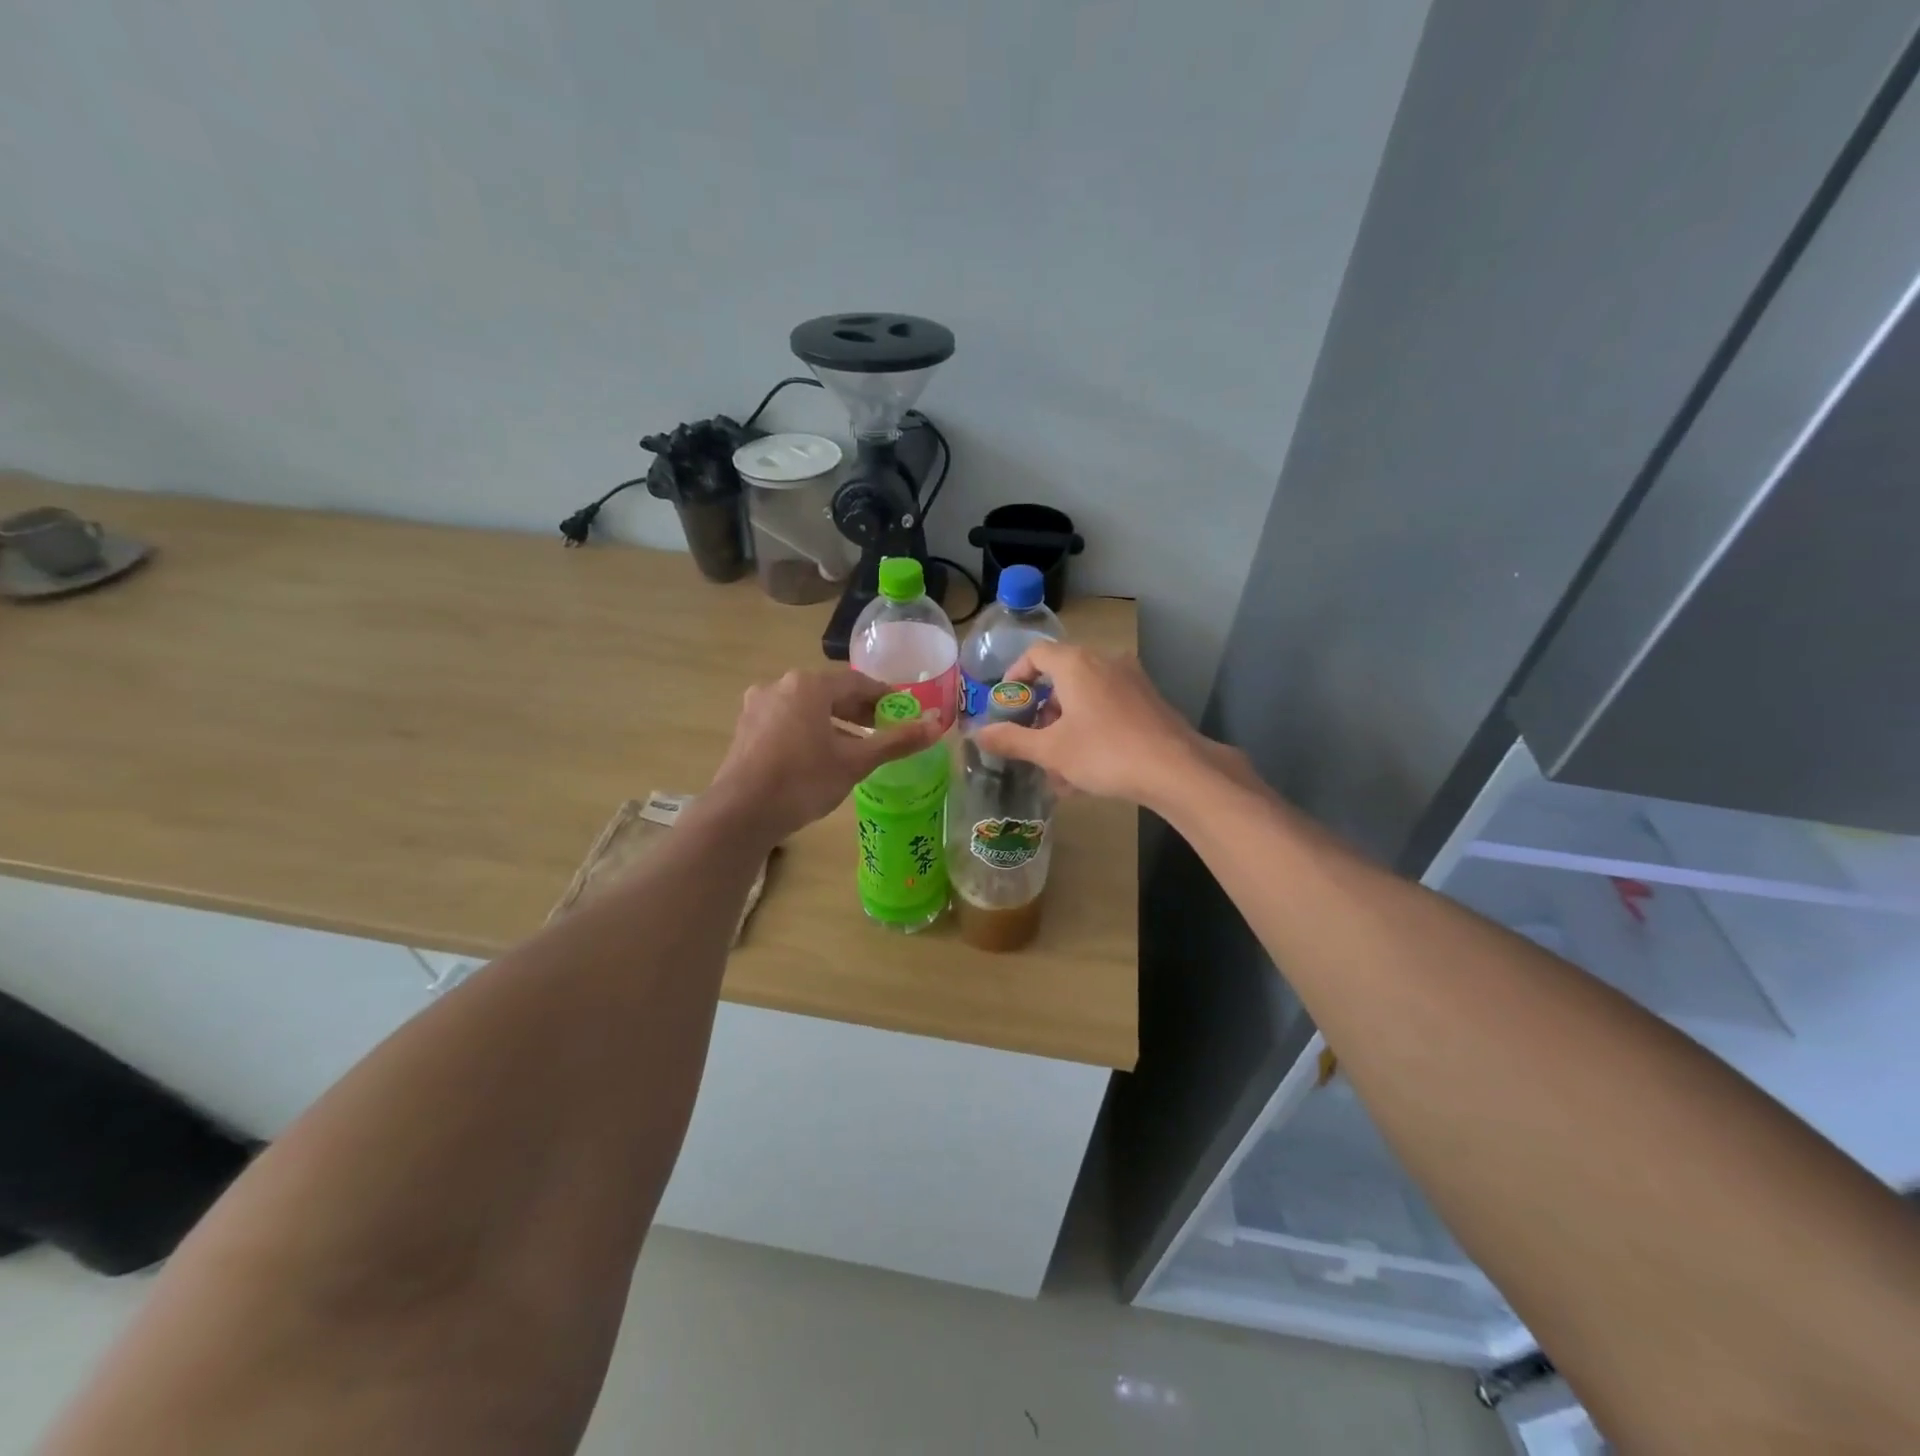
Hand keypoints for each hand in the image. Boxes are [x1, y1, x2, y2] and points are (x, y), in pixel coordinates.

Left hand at [705, 670, 941, 843]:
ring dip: (834, 722)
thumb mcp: (855, 762)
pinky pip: (788, 721)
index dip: (884, 696)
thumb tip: (936, 726)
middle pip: (830, 693)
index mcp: (808, 685)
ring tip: (856, 745)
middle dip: (859, 710)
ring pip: (807, 708)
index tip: (903, 710)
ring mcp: (758, 706)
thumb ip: (896, 741)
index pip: (857, 683)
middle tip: (884, 729)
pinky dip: (810, 731)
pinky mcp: (746, 728)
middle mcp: (780, 686)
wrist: (741, 812)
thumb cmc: (803, 780)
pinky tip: (821, 754)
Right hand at [972, 643, 1249, 809]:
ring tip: (1059, 771)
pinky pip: (1108, 709)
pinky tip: (1088, 773)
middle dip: (1042, 714)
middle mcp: (1104, 662)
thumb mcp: (1051, 750)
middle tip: (1032, 744)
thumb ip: (1012, 739)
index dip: (1015, 676)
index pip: (1035, 654)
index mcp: (1076, 664)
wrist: (1176, 769)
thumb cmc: (1104, 753)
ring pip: (1085, 699)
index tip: (1007, 705)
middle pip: (1061, 678)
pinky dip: (1091, 732)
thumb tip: (977, 734)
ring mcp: (1131, 680)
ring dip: (1066, 729)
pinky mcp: (1148, 701)